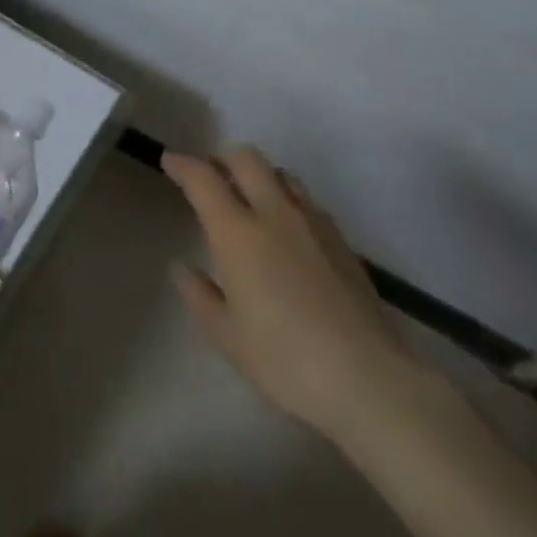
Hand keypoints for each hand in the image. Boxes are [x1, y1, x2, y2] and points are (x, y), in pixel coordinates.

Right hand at [164, 147, 418, 444]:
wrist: (366, 378)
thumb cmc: (285, 359)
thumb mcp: (227, 336)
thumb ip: (200, 295)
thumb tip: (182, 267)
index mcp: (238, 232)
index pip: (204, 179)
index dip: (183, 165)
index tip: (170, 161)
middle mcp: (275, 213)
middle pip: (247, 159)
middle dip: (223, 158)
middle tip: (210, 176)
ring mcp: (313, 222)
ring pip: (281, 174)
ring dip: (258, 175)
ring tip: (249, 199)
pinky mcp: (340, 239)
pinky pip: (306, 200)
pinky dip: (286, 199)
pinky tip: (286, 231)